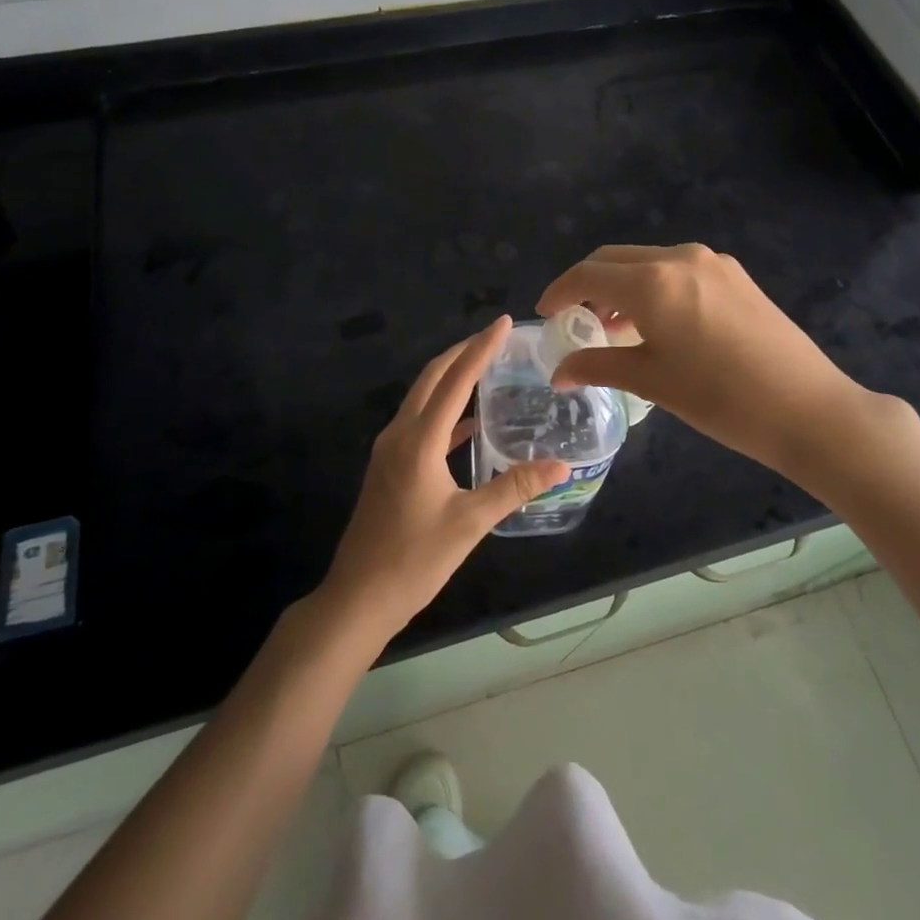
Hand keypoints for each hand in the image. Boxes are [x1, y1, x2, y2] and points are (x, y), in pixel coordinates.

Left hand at [320, 316, 569, 638]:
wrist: (358, 597)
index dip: (481, 348)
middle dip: (463, 352)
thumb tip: (561, 466)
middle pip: (432, 377)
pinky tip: (469, 422)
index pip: (455, 380)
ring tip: (485, 365)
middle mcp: (400, 433)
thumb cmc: (414, 560)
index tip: (504, 322)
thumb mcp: (470, 523)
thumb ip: (514, 488)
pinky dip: (444, 410)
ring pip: (422, 396)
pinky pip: (419, 421)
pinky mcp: (389, 465)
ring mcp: (390, 448)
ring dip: (451, 376)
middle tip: (496, 337)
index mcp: (419, 440)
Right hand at [538, 243, 884, 480]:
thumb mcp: (651, 381)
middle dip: (587, 284)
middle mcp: (679, 257)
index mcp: (652, 282)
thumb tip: (558, 372)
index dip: (559, 291)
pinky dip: (653, 286)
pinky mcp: (735, 275)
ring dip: (621, 284)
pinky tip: (656, 320)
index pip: (588, 274)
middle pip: (615, 259)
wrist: (807, 408)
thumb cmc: (720, 398)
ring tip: (612, 325)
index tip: (545, 314)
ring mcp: (712, 262)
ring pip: (647, 261)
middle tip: (575, 319)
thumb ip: (598, 366)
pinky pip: (677, 269)